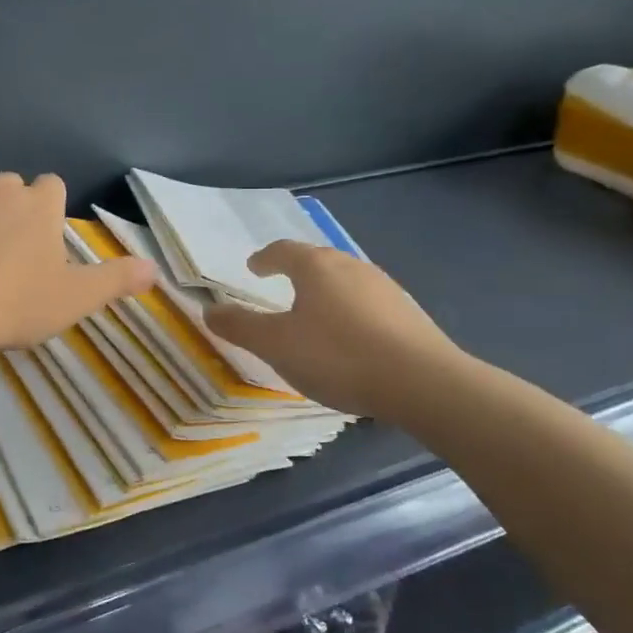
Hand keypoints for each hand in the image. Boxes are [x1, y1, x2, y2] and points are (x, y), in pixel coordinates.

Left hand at [0, 173, 154, 356]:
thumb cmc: (11, 302)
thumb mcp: (73, 299)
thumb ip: (115, 280)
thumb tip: (155, 268)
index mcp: (36, 204)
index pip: (53, 185)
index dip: (50, 210)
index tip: (45, 242)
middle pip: (10, 188)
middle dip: (12, 212)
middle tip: (9, 259)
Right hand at [204, 242, 462, 419]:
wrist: (423, 382)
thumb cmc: (338, 356)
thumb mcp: (276, 345)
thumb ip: (240, 326)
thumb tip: (209, 309)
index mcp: (316, 267)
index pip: (283, 250)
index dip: (264, 258)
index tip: (254, 266)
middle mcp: (351, 266)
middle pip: (317, 260)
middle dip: (296, 270)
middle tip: (280, 284)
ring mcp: (385, 288)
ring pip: (345, 280)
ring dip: (325, 290)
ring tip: (313, 312)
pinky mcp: (408, 313)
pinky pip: (367, 303)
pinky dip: (350, 311)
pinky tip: (350, 337)